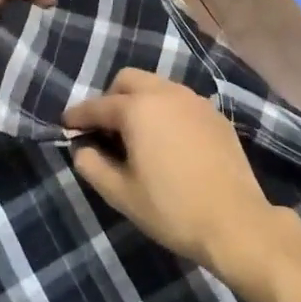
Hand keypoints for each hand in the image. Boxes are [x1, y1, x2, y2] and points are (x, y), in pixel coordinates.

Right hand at [64, 68, 283, 276]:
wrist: (235, 221)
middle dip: (111, 97)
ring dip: (141, 101)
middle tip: (104, 128)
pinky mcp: (216, 116)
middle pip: (129, 80)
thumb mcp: (122, 194)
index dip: (78, 115)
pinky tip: (168, 141)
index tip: (65, 123)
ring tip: (136, 135)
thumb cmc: (171, 209)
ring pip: (158, 86)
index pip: (98, 106)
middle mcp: (167, 94)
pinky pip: (181, 102)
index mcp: (139, 109)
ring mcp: (196, 102)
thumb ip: (93, 166)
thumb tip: (82, 149)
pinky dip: (166, 111)